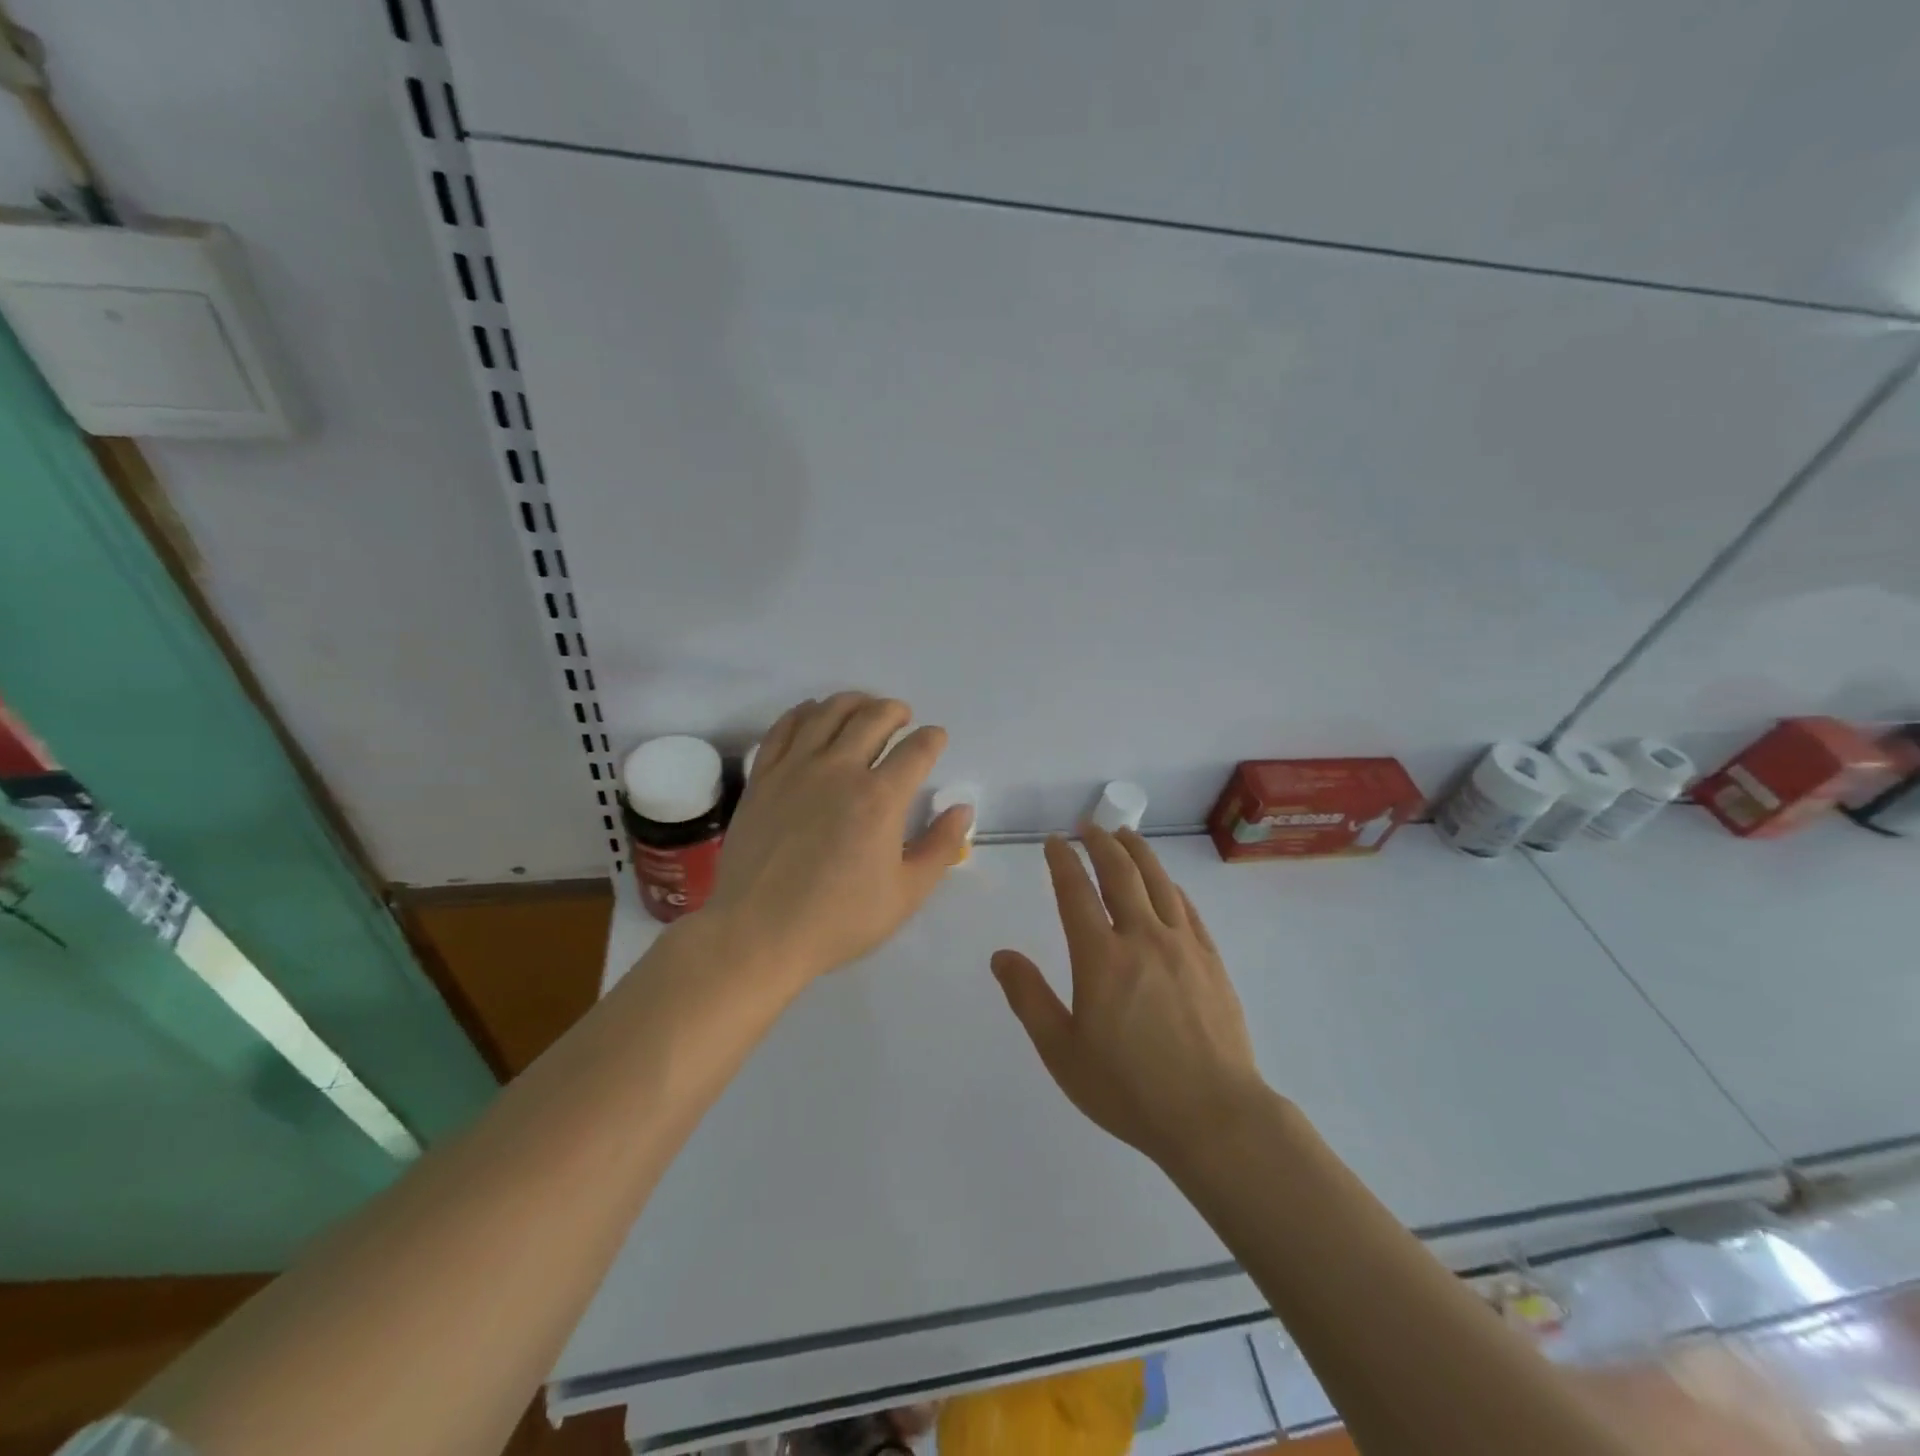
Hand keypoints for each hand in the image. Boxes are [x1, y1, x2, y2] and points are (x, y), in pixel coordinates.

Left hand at [703, 692, 972, 986]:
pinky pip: (785, 728)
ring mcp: (795, 769)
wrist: (759, 934)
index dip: (933, 738)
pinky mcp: (763, 777)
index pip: (917, 749)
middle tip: (903, 719)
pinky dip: (805, 712)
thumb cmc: (839, 920)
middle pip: (874, 717)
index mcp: (880, 798)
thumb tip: (961, 808)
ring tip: (864, 708)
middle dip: (896, 711)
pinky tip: (813, 714)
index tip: (936, 739)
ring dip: (854, 702)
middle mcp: (839, 770)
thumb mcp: (906, 893)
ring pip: (828, 712)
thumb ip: (941, 847)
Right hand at [991, 828, 1266, 1169]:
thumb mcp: (1062, 1052)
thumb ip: (1029, 998)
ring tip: (1125, 835)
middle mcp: (1142, 938)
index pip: (1076, 892)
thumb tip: (1001, 956)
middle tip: (1089, 826)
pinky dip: (1171, 886)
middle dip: (1101, 843)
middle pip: (1121, 873)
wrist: (1214, 1117)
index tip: (1055, 842)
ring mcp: (1183, 946)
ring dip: (1138, 852)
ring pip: (1158, 882)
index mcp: (1101, 957)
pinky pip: (1188, 909)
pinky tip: (1166, 884)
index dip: (1063, 861)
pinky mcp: (1211, 961)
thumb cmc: (1129, 1090)